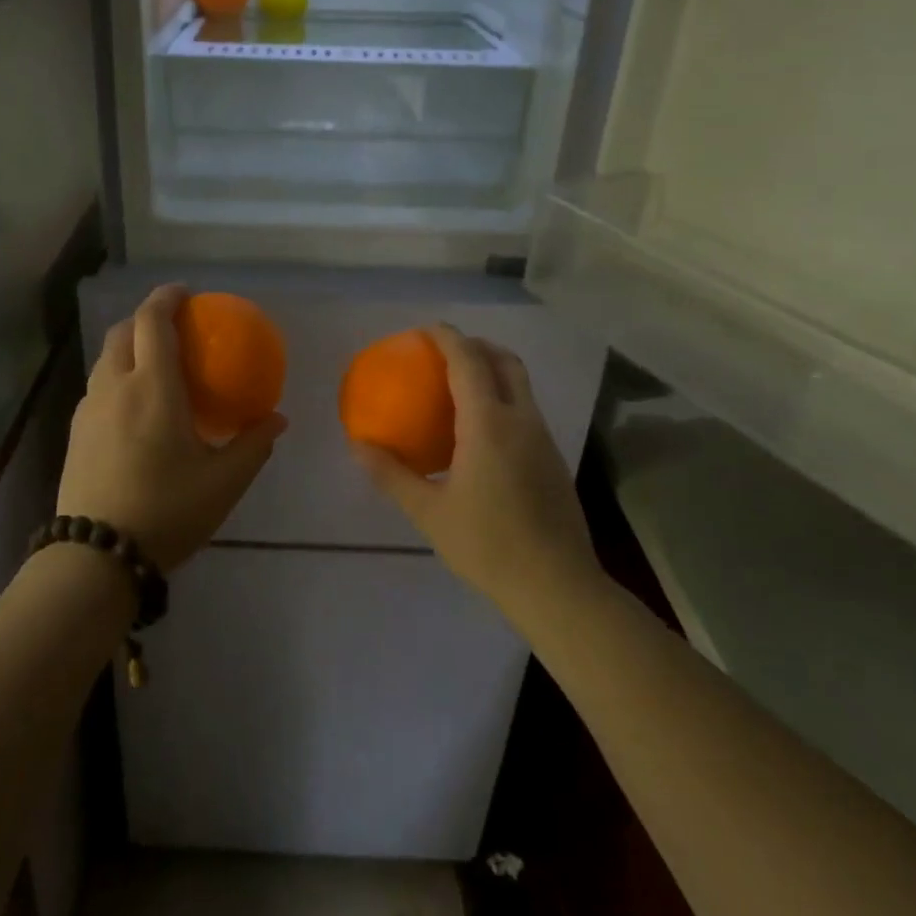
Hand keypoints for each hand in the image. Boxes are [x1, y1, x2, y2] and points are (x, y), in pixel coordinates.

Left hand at [58, 285, 287, 572]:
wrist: (96, 555)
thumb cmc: (167, 510)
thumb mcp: (224, 481)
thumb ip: (254, 444)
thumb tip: (277, 419)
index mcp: (152, 387)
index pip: (153, 321)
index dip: (167, 298)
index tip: (185, 293)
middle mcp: (115, 386)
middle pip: (123, 331)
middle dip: (145, 318)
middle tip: (172, 327)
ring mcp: (88, 408)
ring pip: (106, 358)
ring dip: (128, 347)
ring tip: (154, 366)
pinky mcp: (74, 432)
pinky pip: (97, 386)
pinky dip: (117, 376)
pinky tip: (133, 407)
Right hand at [351, 325, 600, 604]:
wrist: (557, 586)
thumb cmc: (487, 545)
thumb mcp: (428, 512)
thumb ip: (391, 475)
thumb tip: (358, 445)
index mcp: (489, 424)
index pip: (468, 362)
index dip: (447, 337)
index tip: (425, 329)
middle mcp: (521, 420)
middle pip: (505, 361)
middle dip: (476, 345)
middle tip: (445, 351)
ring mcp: (543, 438)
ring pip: (521, 384)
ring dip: (493, 369)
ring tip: (460, 384)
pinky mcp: (552, 458)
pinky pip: (525, 409)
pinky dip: (503, 398)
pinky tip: (480, 430)